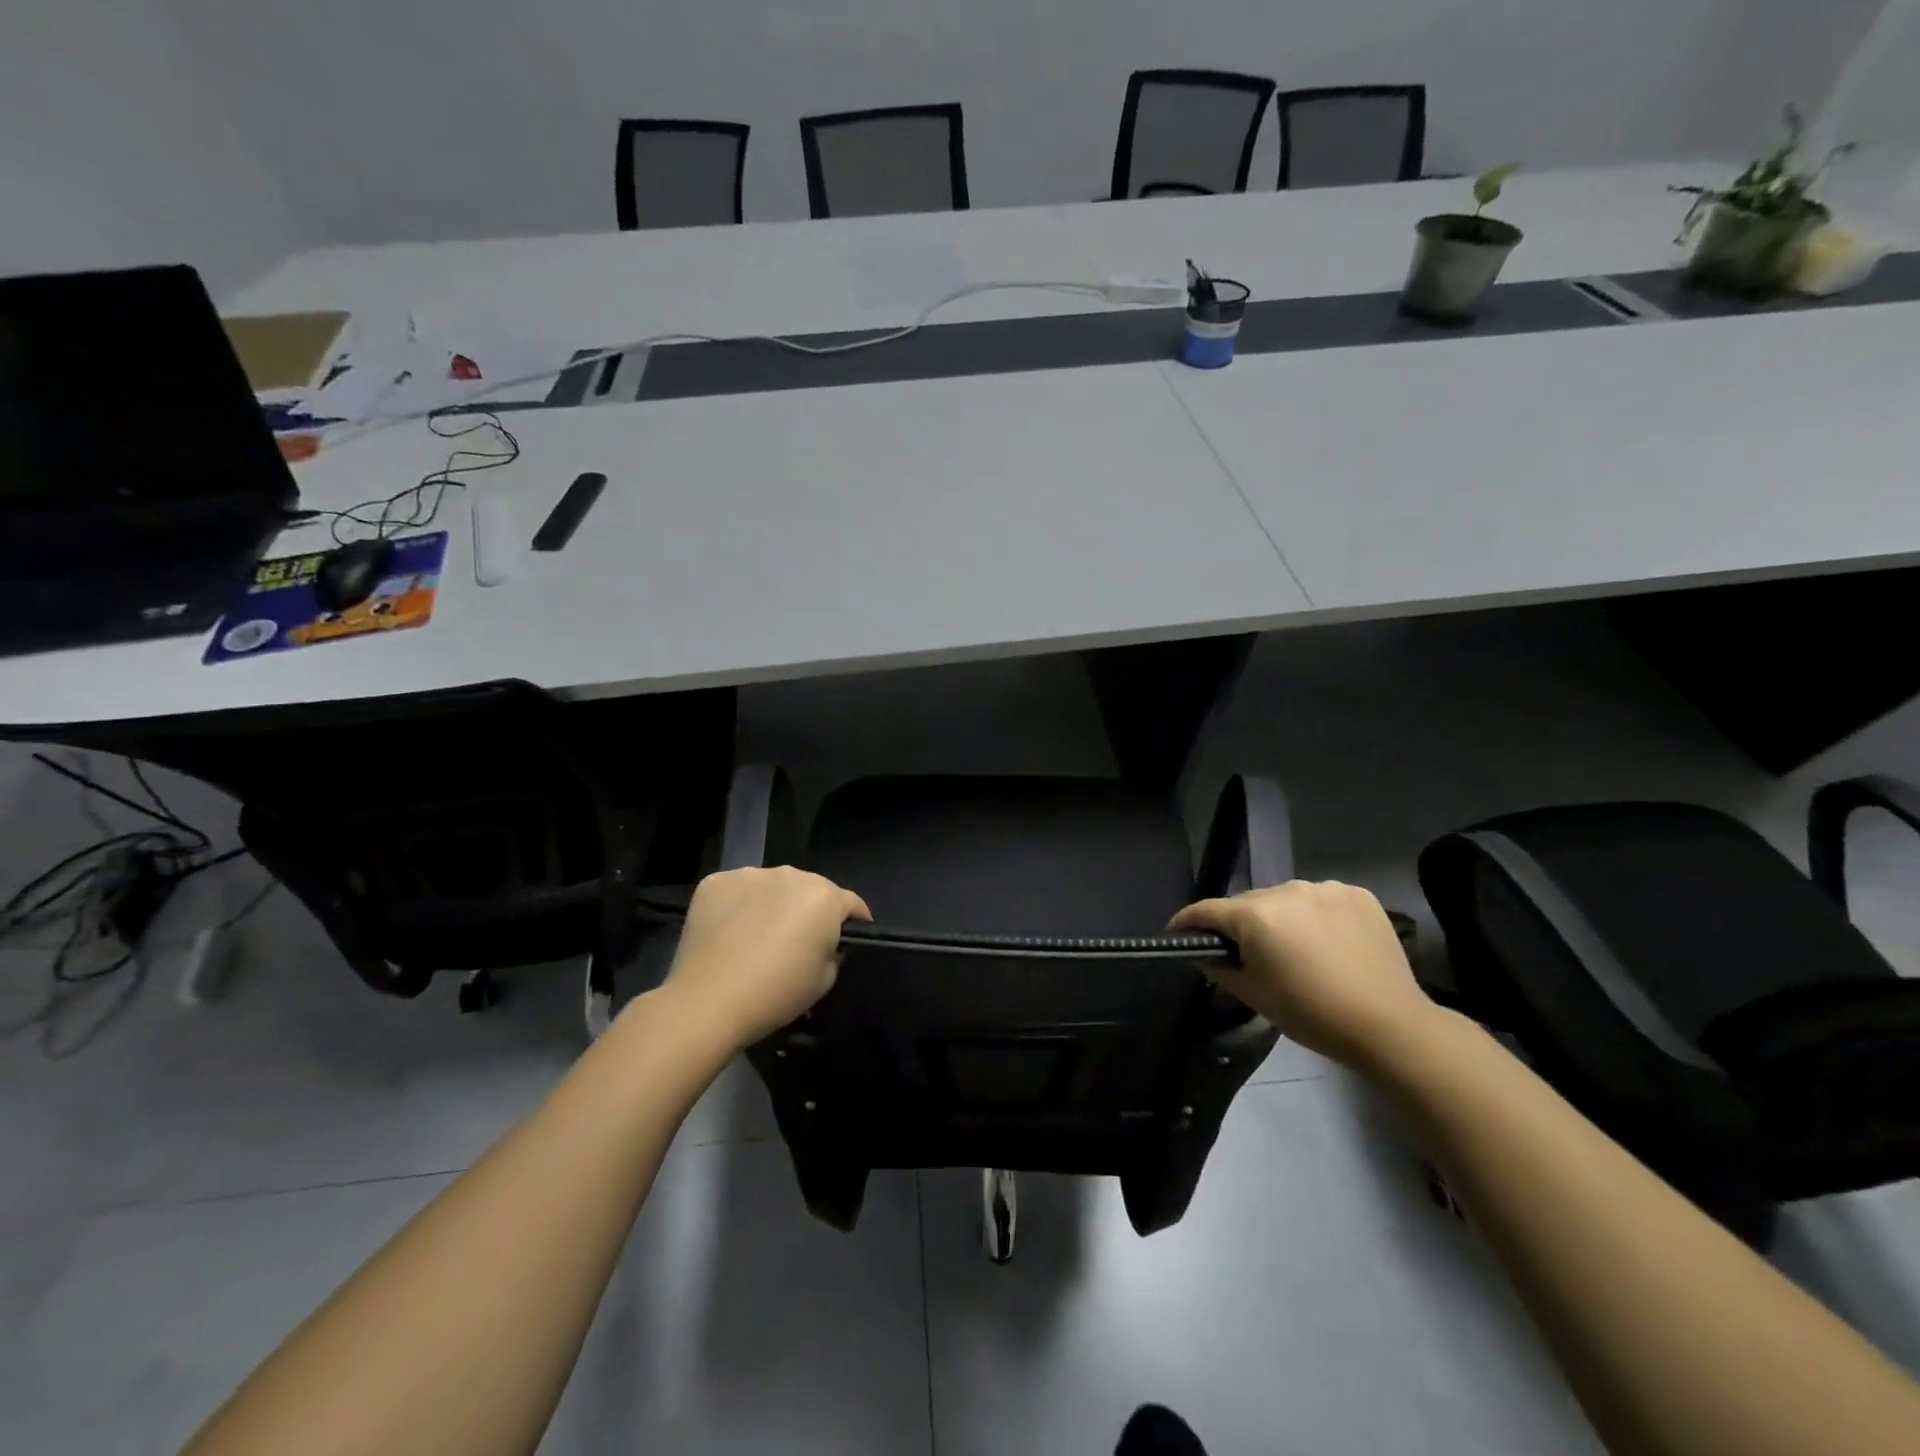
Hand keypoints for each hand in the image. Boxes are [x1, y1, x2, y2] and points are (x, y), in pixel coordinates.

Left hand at [662, 866, 871, 1049]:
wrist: (708, 1002)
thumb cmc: (777, 993)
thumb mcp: (826, 980)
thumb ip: (834, 950)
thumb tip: (825, 941)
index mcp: (824, 896)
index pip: (851, 904)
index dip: (854, 923)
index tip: (847, 942)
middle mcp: (790, 874)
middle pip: (810, 890)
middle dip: (809, 910)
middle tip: (797, 942)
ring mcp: (749, 874)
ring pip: (772, 887)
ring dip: (773, 904)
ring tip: (758, 936)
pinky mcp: (715, 882)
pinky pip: (738, 890)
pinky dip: (739, 906)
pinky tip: (730, 933)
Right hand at [1171, 880, 1439, 1066]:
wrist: (1389, 1025)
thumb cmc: (1310, 1013)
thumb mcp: (1253, 994)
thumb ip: (1218, 966)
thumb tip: (1202, 951)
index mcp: (1256, 914)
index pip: (1207, 910)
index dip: (1187, 922)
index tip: (1177, 932)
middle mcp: (1286, 890)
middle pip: (1248, 904)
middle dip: (1240, 924)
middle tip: (1247, 954)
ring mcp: (1325, 888)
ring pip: (1285, 900)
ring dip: (1280, 918)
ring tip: (1294, 949)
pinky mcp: (1358, 894)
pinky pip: (1320, 901)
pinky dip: (1315, 916)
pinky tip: (1327, 943)